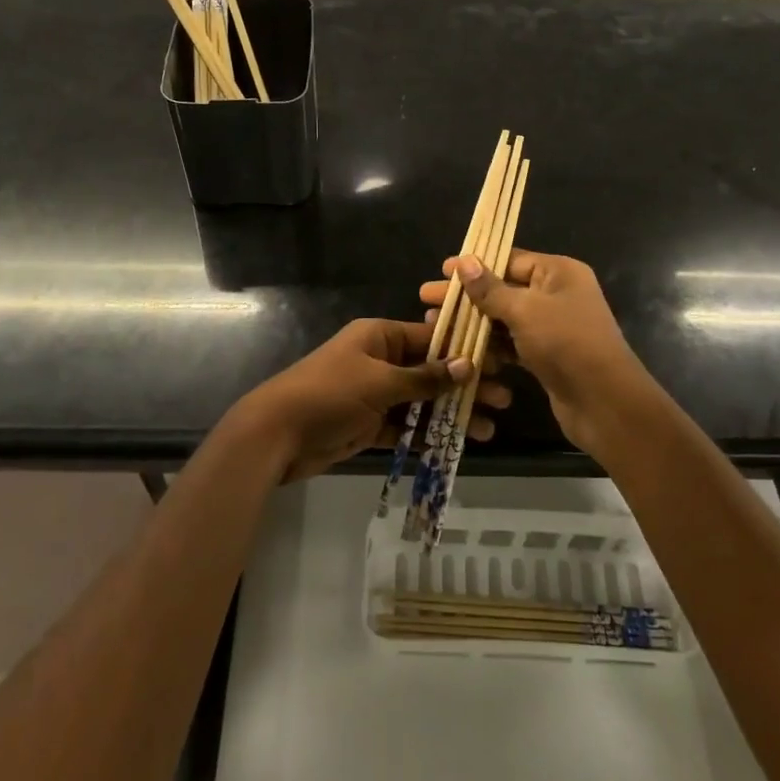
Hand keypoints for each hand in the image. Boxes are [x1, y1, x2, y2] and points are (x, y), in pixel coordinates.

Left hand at [239, 318, 512, 481]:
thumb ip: (424, 377)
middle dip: (465, 386)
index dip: (465, 350)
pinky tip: (456, 443)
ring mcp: (374, 394)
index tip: (498, 364)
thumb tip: (467, 365)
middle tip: (503, 400)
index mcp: (380, 336)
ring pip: (422, 402)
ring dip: (452, 414)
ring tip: (487, 429)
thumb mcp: (379, 382)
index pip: (431, 338)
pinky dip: (427, 435)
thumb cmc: (329, 394)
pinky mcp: (369, 424)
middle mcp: (380, 360)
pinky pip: (405, 427)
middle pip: (431, 371)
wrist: (276, 435)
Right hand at [419, 250, 646, 458]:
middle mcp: (556, 294)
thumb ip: (491, 289)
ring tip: (433, 323)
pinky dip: (487, 345)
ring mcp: (551, 327)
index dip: (475, 264)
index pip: (510, 259)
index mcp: (558, 272)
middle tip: (426, 298)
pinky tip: (459, 348)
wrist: (604, 403)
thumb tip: (464, 261)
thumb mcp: (525, 310)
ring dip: (471, 321)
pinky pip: (510, 343)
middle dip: (466, 295)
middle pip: (503, 288)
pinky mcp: (545, 355)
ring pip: (504, 318)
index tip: (442, 271)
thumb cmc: (566, 343)